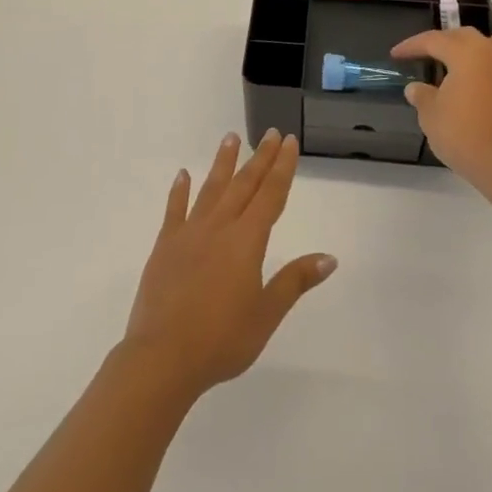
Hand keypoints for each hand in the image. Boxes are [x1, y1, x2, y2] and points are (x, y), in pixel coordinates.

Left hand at [123, 130, 335, 397]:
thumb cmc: (221, 340)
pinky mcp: (164, 247)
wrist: (162, 358)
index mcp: (246, 241)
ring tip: (230, 137)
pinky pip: (174, 211)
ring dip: (223, 163)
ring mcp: (188, 234)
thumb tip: (329, 257)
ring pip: (211, 189)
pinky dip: (180, 191)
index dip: (282, 167)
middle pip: (244, 185)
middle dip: (259, 158)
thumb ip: (295, 281)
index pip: (270, 195)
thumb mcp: (266, 314)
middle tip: (269, 133)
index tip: (288, 141)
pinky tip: (183, 175)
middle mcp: (219, 228)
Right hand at [390, 28, 491, 186]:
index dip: (413, 45)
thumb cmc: (460, 135)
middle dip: (449, 40)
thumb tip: (416, 89)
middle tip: (434, 54)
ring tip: (487, 56)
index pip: (435, 41)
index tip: (398, 54)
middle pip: (472, 36)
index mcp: (467, 56)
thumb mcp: (430, 115)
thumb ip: (423, 96)